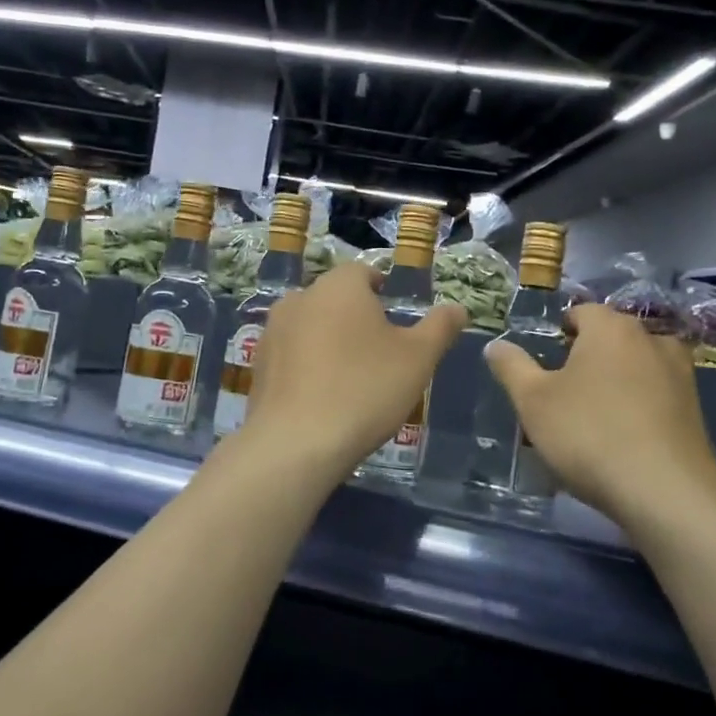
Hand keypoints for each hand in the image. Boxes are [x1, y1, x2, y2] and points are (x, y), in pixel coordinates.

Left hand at [240, 262, 467, 480]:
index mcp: (339, 286)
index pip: (363, 272)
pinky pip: (291, 355)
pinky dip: (307, 365)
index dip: (382, 290)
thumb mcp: (418, 358)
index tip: (394, 315)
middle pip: (335, 299)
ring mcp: (272, 331)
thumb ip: (440, 327)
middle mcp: (300, 298)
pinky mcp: (258, 365)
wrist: (296, 443)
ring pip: (310, 326)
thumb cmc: (365, 389)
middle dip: (355, 317)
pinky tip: (321, 396)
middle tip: (379, 351)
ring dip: (329, 340)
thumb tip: (457, 308)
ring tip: (349, 376)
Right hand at [484, 304, 715, 527]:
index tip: (545, 362)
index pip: (581, 311)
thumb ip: (512, 367)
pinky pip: (657, 395)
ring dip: (617, 381)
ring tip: (594, 416)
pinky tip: (623, 437)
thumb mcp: (533, 401)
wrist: (664, 490)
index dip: (559, 331)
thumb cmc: (589, 433)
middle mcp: (651, 339)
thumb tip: (496, 345)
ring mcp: (680, 373)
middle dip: (588, 357)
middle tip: (562, 393)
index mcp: (611, 327)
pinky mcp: (696, 409)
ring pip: (637, 366)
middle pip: (611, 338)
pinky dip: (639, 406)